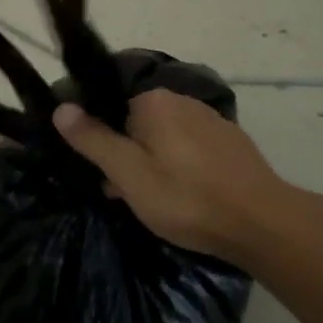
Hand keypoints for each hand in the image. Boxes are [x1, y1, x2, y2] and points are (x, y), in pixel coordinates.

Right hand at [53, 90, 302, 265]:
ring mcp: (211, 120)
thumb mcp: (129, 174)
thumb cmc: (186, 198)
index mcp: (153, 101)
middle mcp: (182, 100)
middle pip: (138, 124)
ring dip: (155, 164)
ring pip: (166, 139)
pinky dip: (183, 168)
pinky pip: (192, 149)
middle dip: (129, 156)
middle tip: (128, 196)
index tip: (104, 176)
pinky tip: (189, 198)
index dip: (103, 143)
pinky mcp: (232, 143)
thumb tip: (60, 106)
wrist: (262, 222)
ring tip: (158, 203)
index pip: (111, 110)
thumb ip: (93, 139)